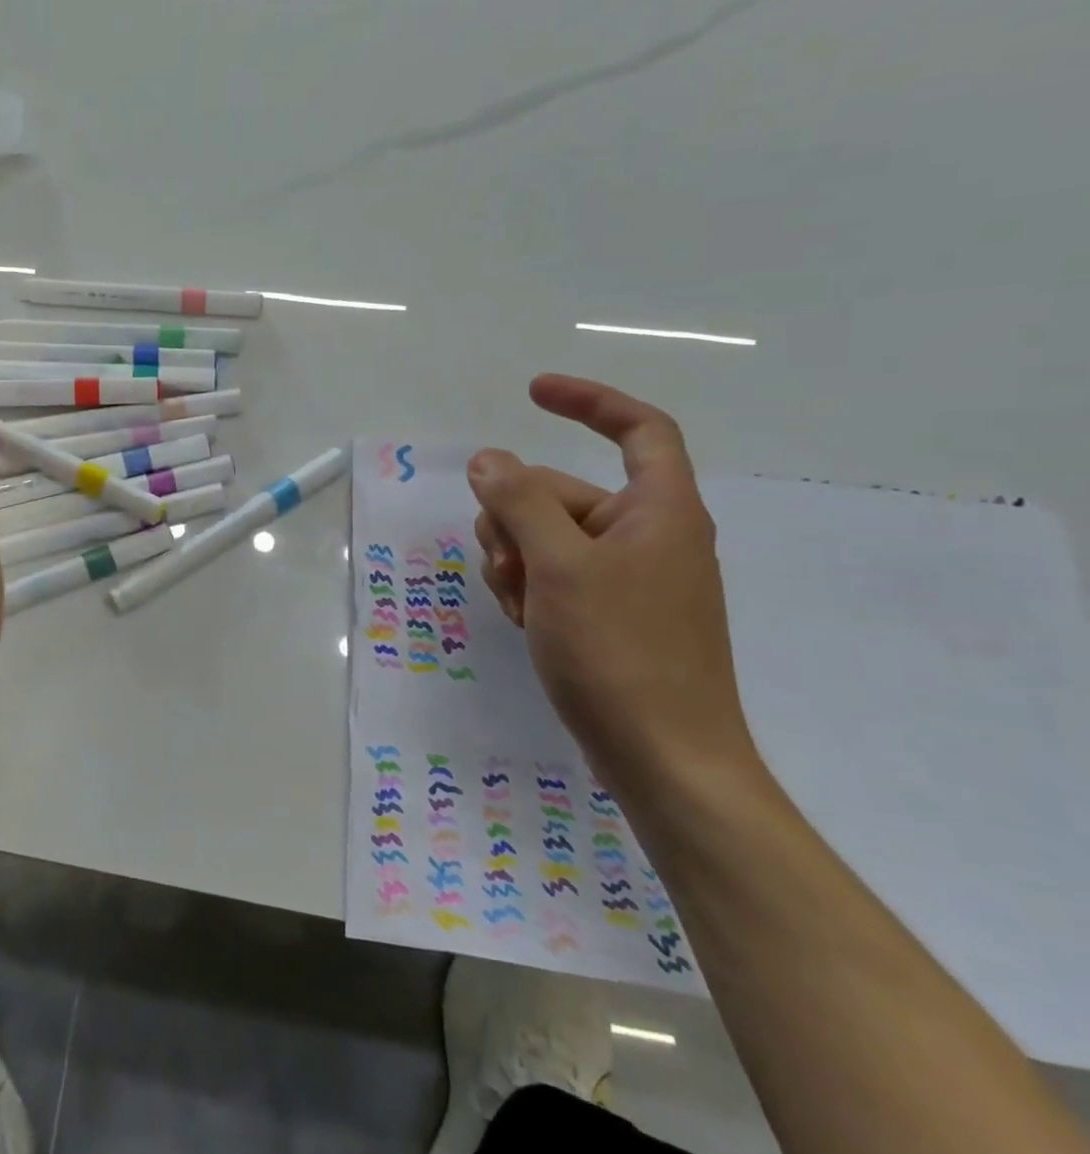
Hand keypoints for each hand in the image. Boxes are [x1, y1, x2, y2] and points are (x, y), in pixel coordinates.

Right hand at [466, 374, 759, 795]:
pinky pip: (556, 577)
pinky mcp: (610, 615)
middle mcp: (648, 536)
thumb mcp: (558, 566)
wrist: (664, 759)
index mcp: (659, 511)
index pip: (639, 429)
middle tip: (503, 561)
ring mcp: (628, 579)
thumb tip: (489, 459)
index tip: (532, 393)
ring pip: (548, 538)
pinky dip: (531, 589)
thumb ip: (519, 501)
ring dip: (516, 559)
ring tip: (518, 603)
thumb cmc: (620, 652)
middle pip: (563, 493)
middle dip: (516, 517)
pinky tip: (526, 622)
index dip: (589, 401)